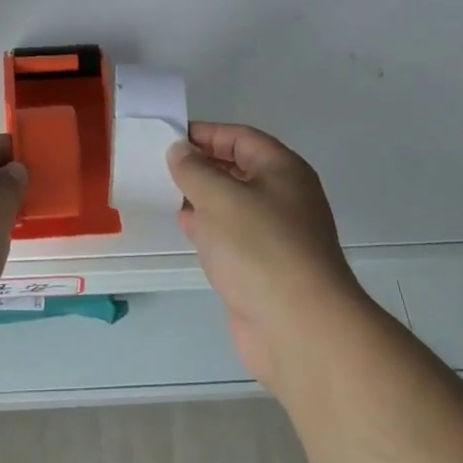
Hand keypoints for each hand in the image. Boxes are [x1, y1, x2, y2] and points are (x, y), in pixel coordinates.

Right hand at [168, 123, 363, 390]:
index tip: (170, 137)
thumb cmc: (260, 248)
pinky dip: (209, 228)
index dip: (206, 134)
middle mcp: (284, 197)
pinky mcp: (265, 268)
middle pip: (238, 169)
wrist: (300, 329)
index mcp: (283, 170)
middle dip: (202, 165)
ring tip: (166, 192)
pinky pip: (232, 236)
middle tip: (162, 164)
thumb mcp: (220, 197)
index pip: (241, 138)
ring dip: (202, 197)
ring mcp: (276, 235)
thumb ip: (194, 169)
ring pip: (234, 204)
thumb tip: (180, 150)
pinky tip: (185, 228)